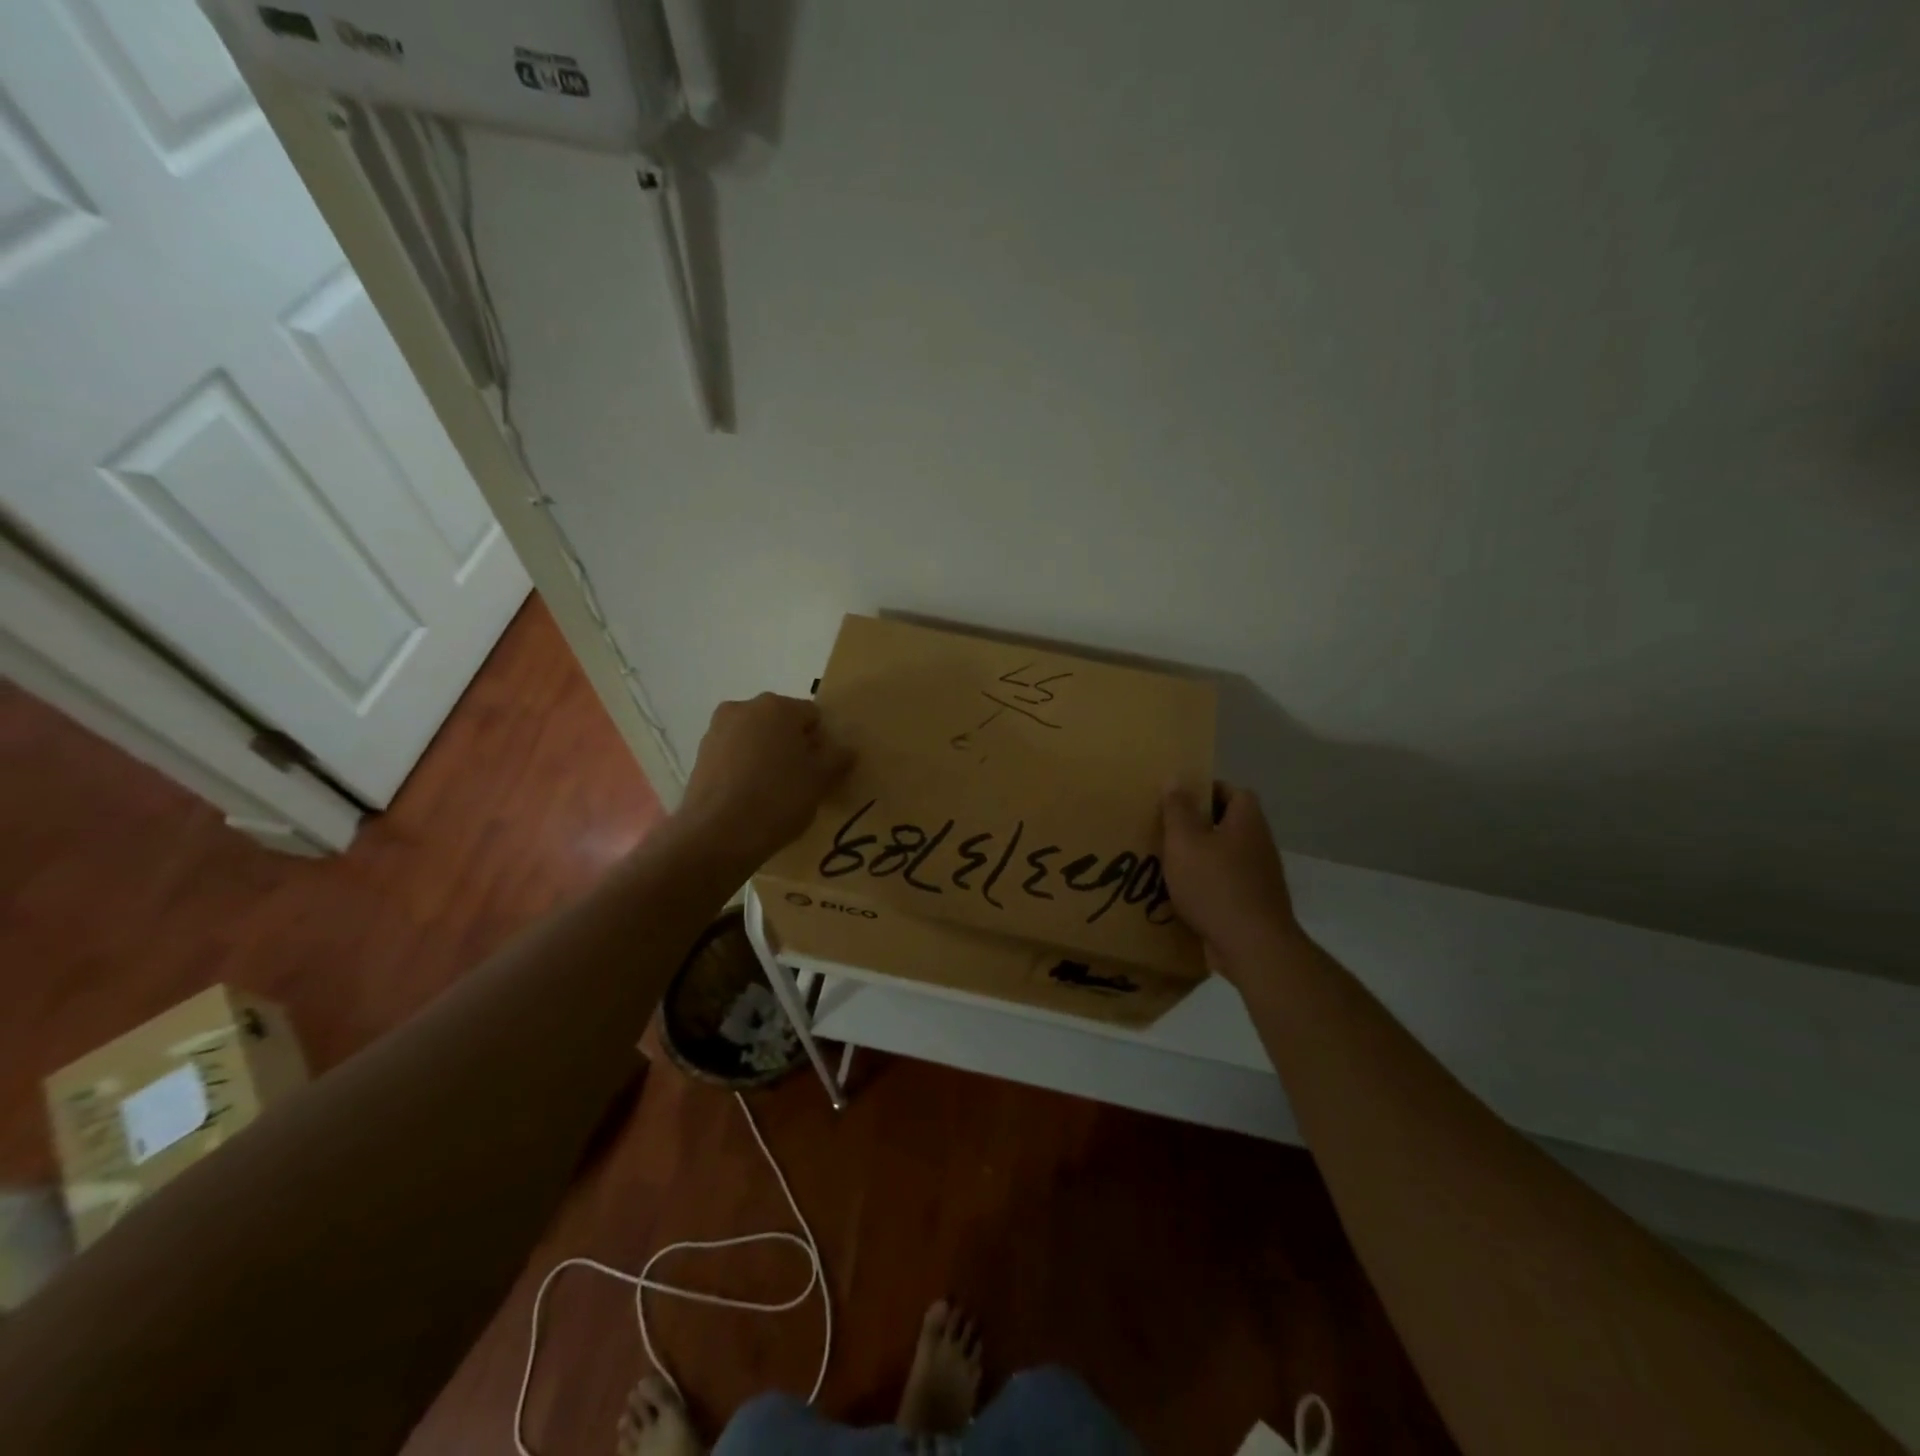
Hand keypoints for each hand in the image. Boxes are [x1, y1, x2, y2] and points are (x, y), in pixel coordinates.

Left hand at [677, 694, 853, 869]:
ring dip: (766, 756)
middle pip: (780, 723)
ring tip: (772, 792)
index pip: (812, 716)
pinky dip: (744, 768)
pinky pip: (733, 755)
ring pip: (755, 739)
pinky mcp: (700, 755)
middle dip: (792, 745)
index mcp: (777, 706)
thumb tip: (847, 749)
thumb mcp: (820, 781)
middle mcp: (744, 708)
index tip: (821, 770)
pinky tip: (749, 797)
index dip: (821, 742)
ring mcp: (717, 730)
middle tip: (800, 780)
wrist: (718, 834)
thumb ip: (837, 759)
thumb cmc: (778, 799)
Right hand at [1160, 783, 1304, 981]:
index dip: (1207, 790)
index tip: (1179, 799)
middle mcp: (1260, 845)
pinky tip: (1182, 896)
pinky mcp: (1254, 905)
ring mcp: (1261, 877)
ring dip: (1201, 858)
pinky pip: (1227, 885)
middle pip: (1229, 824)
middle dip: (1199, 826)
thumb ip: (1177, 810)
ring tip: (1168, 864)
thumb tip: (1176, 778)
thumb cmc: (1215, 885)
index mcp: (1247, 822)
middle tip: (1166, 831)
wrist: (1253, 947)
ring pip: (1226, 856)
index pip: (1234, 792)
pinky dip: (1207, 886)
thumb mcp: (1185, 842)